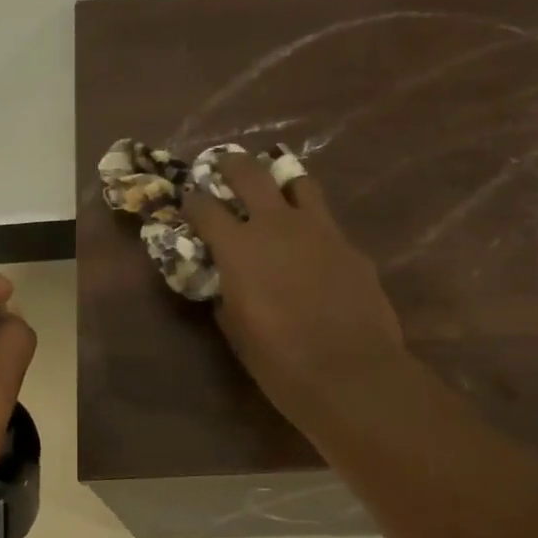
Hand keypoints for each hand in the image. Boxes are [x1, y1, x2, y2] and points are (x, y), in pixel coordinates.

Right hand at [183, 155, 418, 432]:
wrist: (350, 373)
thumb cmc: (279, 361)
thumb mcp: (236, 329)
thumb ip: (226, 295)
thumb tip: (226, 282)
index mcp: (238, 248)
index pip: (205, 208)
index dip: (191, 201)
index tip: (186, 200)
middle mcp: (277, 225)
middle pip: (249, 174)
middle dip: (230, 165)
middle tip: (222, 164)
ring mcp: (320, 230)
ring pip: (297, 182)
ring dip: (278, 180)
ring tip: (272, 184)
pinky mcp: (350, 246)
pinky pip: (325, 221)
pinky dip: (310, 222)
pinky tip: (309, 241)